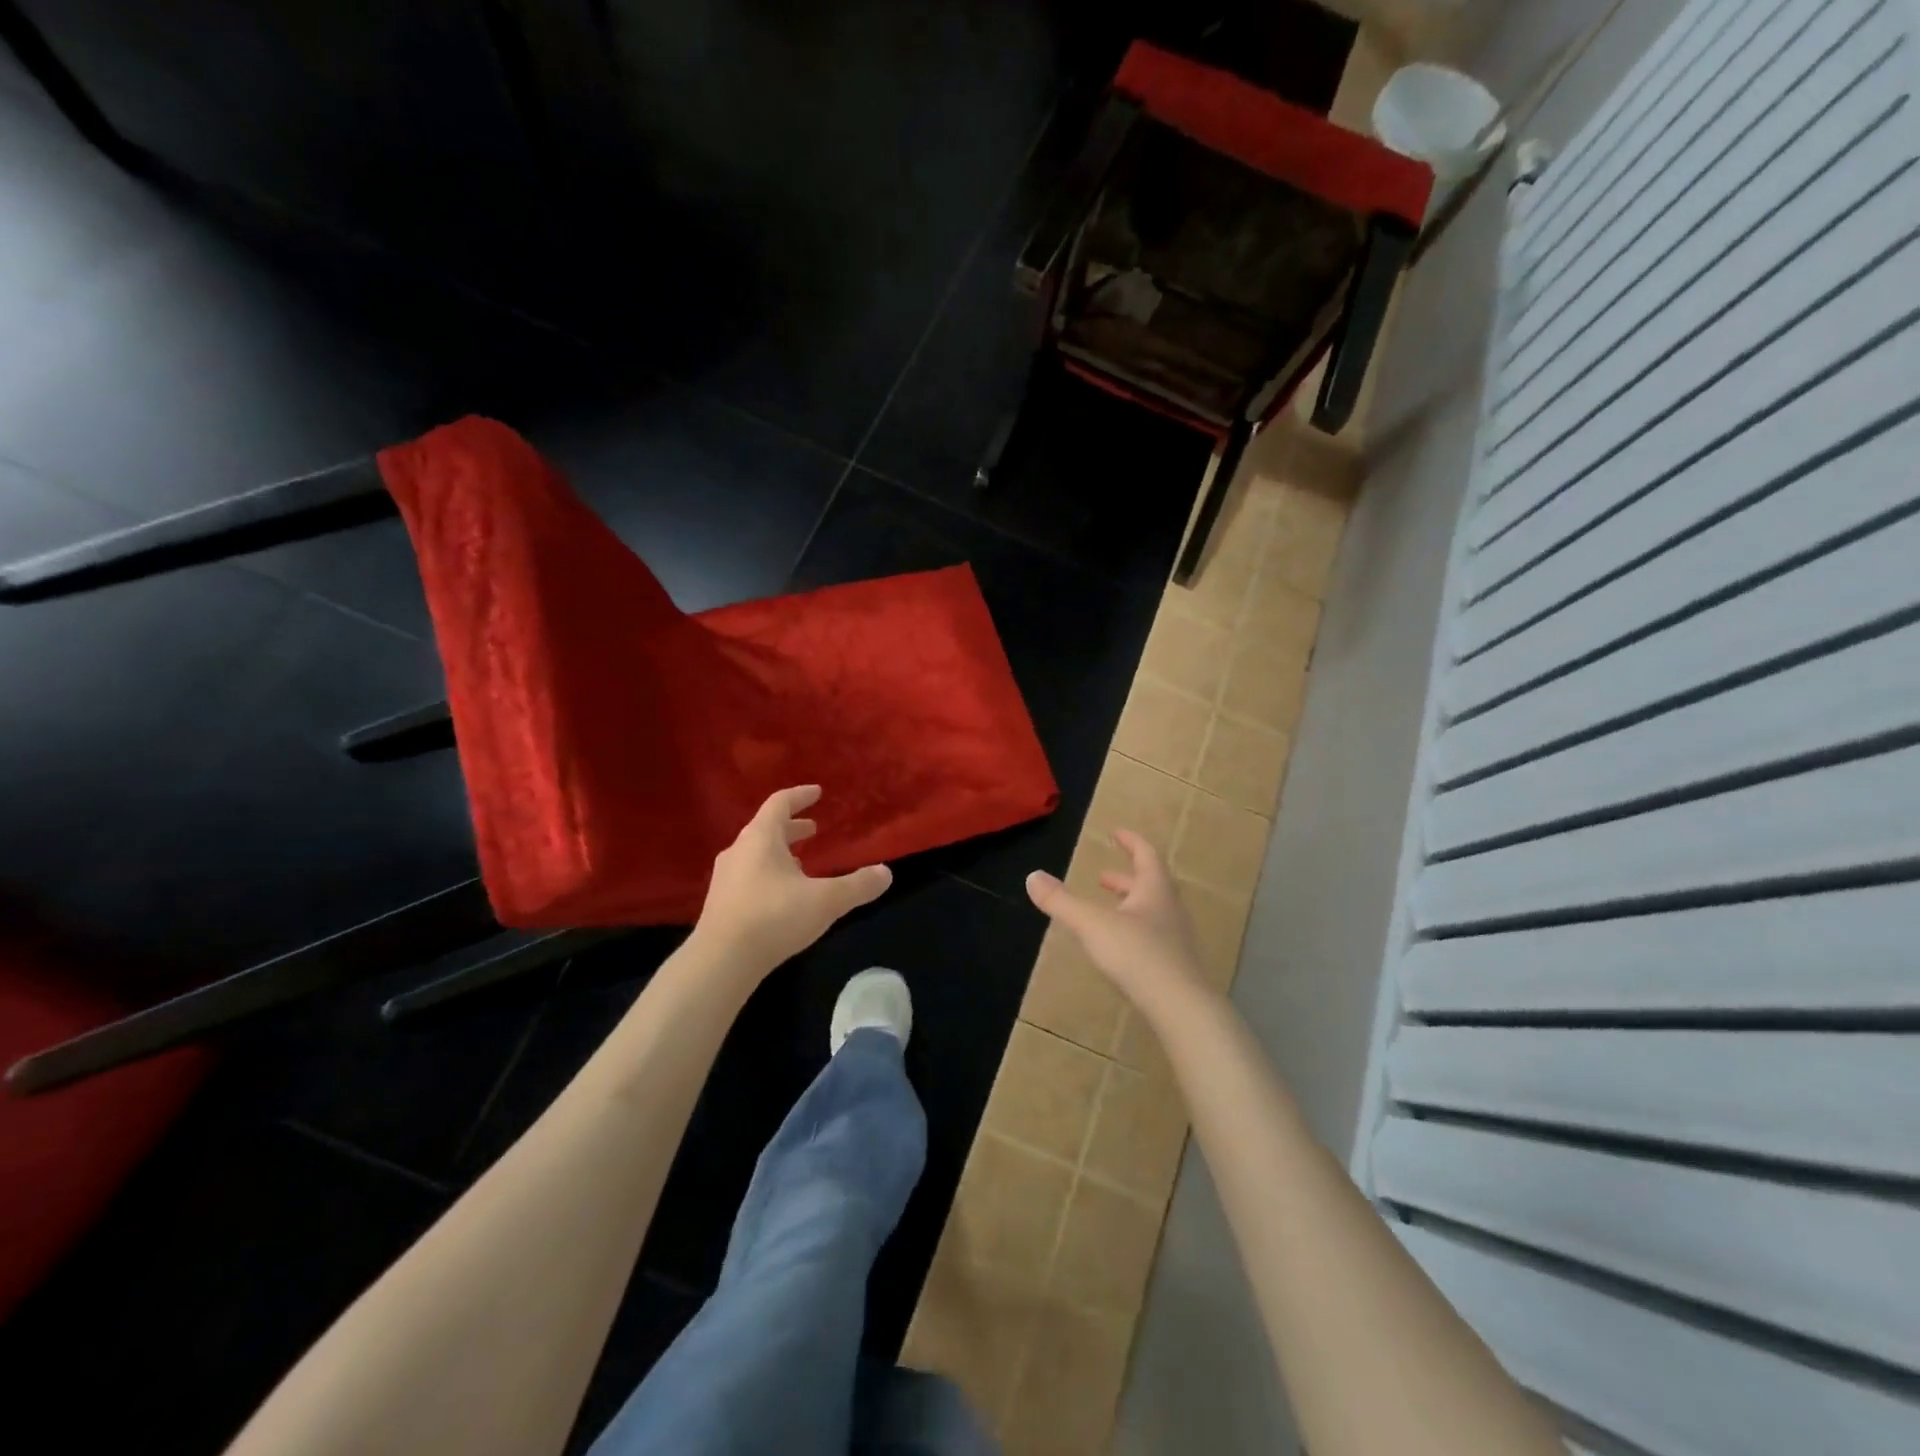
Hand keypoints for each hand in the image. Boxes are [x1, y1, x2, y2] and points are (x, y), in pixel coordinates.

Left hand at [694, 786, 892, 973]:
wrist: (720, 962)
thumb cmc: (773, 918)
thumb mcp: (825, 901)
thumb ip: (857, 885)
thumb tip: (885, 873)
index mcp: (760, 838)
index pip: (780, 803)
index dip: (800, 796)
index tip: (817, 792)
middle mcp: (738, 851)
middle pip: (766, 828)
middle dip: (792, 827)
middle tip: (813, 828)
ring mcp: (725, 878)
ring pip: (756, 854)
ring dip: (780, 852)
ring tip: (802, 862)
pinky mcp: (720, 904)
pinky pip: (748, 876)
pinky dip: (768, 873)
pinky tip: (782, 894)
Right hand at [1026, 829, 1205, 1009]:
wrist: (1181, 1007)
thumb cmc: (1137, 955)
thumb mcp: (1091, 924)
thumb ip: (1061, 901)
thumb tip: (1032, 876)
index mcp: (1154, 889)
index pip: (1146, 854)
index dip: (1131, 842)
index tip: (1116, 833)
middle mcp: (1169, 908)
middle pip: (1150, 884)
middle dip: (1124, 878)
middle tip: (1103, 877)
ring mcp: (1175, 938)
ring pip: (1152, 911)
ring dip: (1129, 904)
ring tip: (1107, 909)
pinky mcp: (1174, 965)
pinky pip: (1153, 936)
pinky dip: (1134, 929)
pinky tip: (1119, 946)